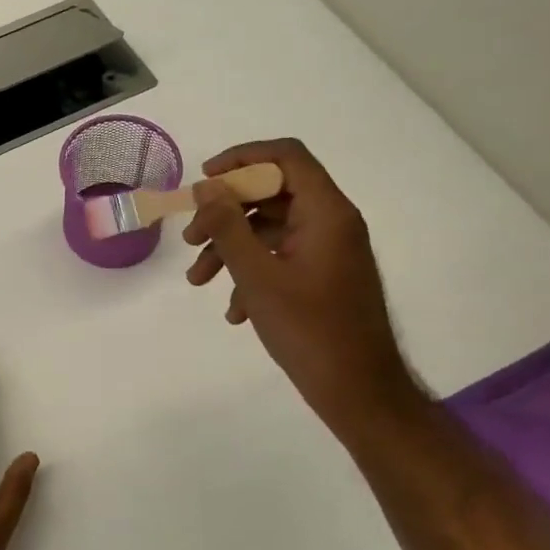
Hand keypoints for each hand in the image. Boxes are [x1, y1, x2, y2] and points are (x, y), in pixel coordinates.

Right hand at [183, 140, 421, 427]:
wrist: (359, 392)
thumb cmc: (309, 330)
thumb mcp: (257, 276)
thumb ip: (227, 227)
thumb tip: (206, 188)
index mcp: (326, 212)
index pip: (286, 156)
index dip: (242, 158)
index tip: (204, 180)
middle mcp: (331, 223)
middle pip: (271, 194)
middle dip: (224, 214)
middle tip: (190, 239)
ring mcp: (327, 251)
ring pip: (269, 230)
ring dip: (229, 249)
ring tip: (198, 281)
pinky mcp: (322, 276)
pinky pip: (279, 258)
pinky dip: (250, 273)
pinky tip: (234, 311)